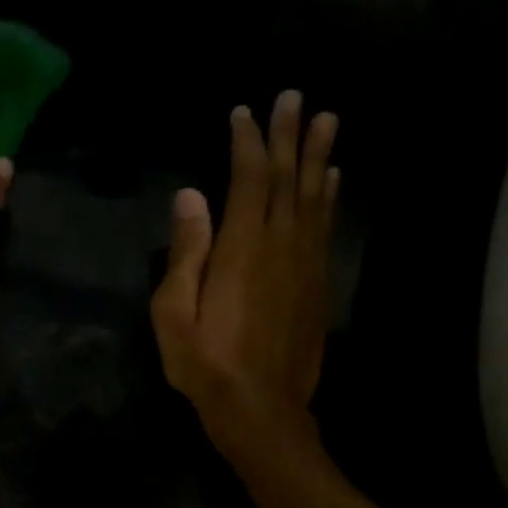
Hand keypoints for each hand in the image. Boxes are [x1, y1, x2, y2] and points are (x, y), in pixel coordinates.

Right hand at [151, 90, 339, 458]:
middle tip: (296, 97)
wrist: (261, 409)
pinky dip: (329, 198)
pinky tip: (333, 181)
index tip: (246, 112)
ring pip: (314, 198)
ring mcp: (305, 264)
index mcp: (242, 248)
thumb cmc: (205, 362)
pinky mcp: (318, 285)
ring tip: (328, 121)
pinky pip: (325, 228)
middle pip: (288, 179)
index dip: (248, 143)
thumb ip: (186, 252)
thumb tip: (190, 196)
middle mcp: (281, 246)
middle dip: (290, 136)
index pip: (248, 180)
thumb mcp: (174, 312)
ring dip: (320, 157)